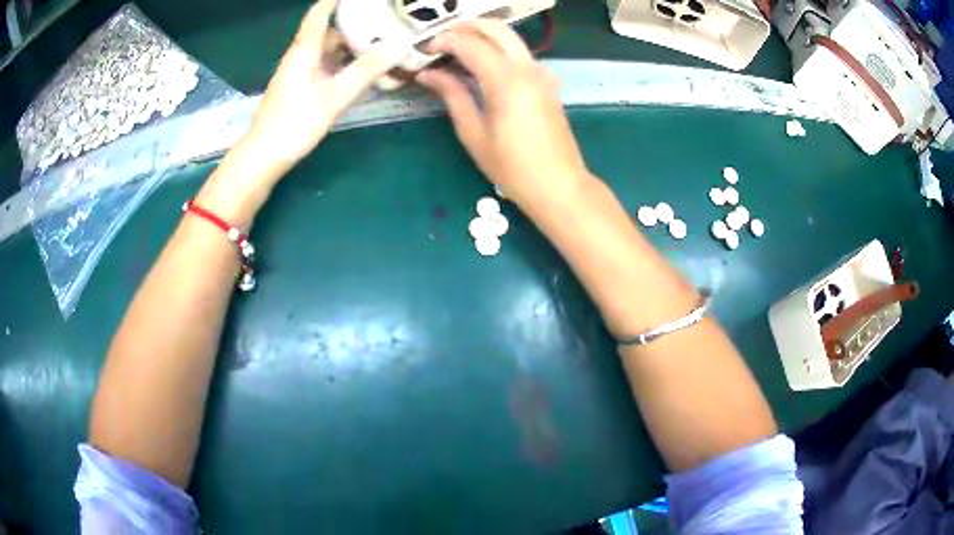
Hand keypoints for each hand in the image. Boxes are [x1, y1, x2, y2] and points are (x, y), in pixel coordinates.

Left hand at [239, 0, 403, 178]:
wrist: (263, 156)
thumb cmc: (295, 123)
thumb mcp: (335, 96)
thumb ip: (366, 70)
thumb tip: (398, 46)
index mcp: (304, 51)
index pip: (319, 14)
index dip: (335, 0)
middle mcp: (299, 56)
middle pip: (326, 31)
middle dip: (352, 23)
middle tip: (382, 22)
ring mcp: (296, 73)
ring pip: (325, 50)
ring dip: (349, 46)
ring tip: (378, 44)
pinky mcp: (297, 88)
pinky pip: (322, 66)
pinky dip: (341, 63)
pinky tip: (358, 71)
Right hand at [416, 21, 590, 205]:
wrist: (559, 185)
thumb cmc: (512, 167)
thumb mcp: (474, 133)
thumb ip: (452, 96)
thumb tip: (427, 74)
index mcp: (506, 80)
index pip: (470, 44)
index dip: (444, 41)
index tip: (424, 50)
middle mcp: (527, 68)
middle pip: (496, 28)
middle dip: (466, 27)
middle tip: (441, 40)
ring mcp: (542, 74)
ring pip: (511, 39)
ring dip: (483, 36)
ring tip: (456, 50)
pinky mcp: (547, 83)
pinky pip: (520, 55)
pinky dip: (499, 50)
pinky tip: (483, 66)